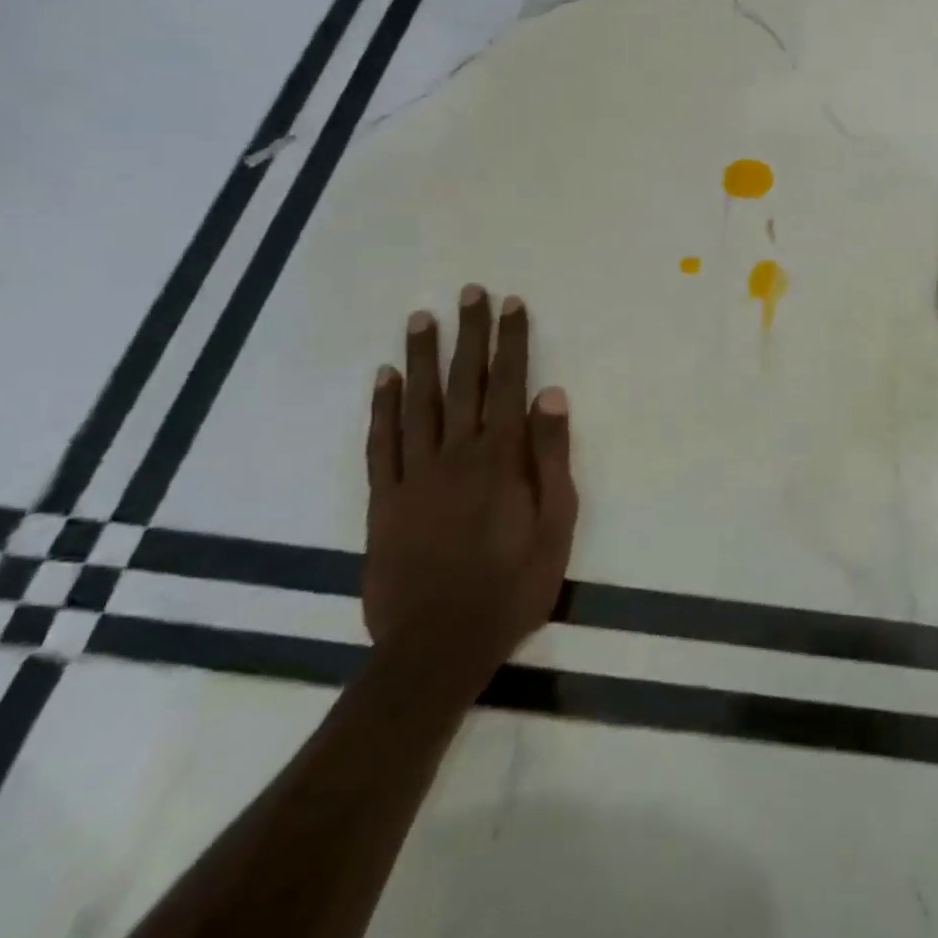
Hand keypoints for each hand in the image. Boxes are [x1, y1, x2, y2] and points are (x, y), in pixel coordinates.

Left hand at [364, 285, 578, 689]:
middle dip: (469, 334)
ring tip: (422, 317)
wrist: (438, 646)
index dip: (511, 341)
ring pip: (417, 402)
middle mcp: (456, 454)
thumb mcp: (557, 523)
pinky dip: (381, 407)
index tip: (511, 304)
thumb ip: (553, 456)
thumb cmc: (513, 585)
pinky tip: (383, 378)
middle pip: (463, 382)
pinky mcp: (384, 500)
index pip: (509, 384)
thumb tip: (550, 394)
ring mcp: (414, 475)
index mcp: (502, 458)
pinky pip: (381, 443)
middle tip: (469, 291)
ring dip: (421, 357)